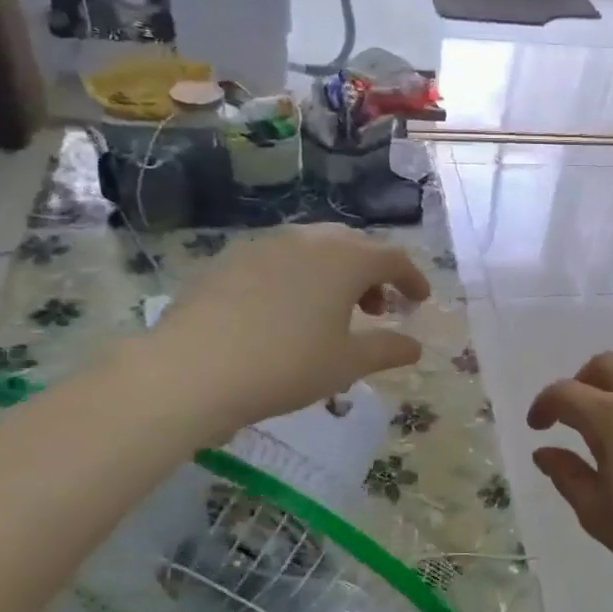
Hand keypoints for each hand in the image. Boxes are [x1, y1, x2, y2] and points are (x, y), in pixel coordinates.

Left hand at [149, 224, 429, 428]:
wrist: (192, 370)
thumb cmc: (286, 366)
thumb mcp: (346, 364)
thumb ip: (387, 350)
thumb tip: (415, 347)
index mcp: (344, 260)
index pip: (392, 258)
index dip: (412, 278)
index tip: (420, 301)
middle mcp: (307, 240)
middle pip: (353, 246)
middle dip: (372, 274)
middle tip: (377, 309)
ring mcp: (263, 245)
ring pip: (314, 248)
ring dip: (335, 274)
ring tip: (333, 311)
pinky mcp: (229, 259)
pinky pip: (279, 259)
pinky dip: (299, 277)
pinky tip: (287, 311)